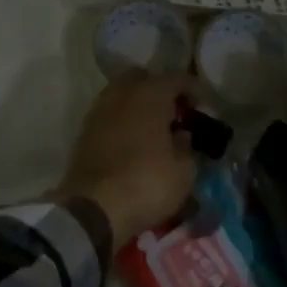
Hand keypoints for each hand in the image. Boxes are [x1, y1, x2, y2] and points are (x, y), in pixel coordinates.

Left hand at [59, 72, 203, 244]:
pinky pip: (109, 115)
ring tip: (153, 128)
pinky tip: (133, 141)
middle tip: (173, 112)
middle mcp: (122, 94)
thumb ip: (186, 146)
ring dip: (138, 105)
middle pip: (143, 78)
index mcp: (150, 94)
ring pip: (122, 95)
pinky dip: (122, 121)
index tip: (202, 105)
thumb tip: (180, 135)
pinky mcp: (84, 133)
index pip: (176, 78)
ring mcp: (99, 111)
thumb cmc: (148, 182)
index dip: (192, 89)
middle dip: (159, 90)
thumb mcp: (183, 170)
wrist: (94, 208)